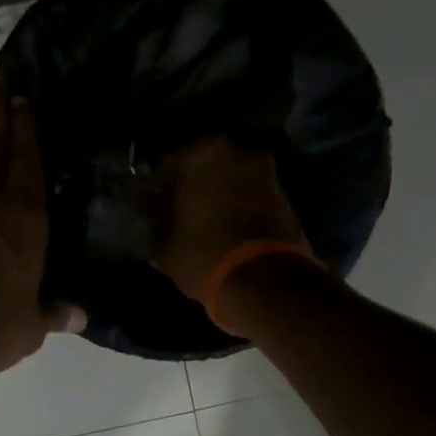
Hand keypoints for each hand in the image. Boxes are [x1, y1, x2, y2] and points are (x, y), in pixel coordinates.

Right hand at [150, 137, 308, 299]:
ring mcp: (267, 175)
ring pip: (232, 181)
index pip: (170, 163)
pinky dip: (239, 209)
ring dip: (219, 197)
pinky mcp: (286, 200)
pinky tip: (225, 232)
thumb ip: (154, 214)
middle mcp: (240, 153)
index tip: (152, 205)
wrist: (264, 282)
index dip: (159, 186)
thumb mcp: (162, 239)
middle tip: (178, 212)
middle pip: (207, 168)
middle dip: (194, 186)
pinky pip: (251, 199)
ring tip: (203, 225)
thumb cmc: (202, 252)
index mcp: (204, 153)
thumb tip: (149, 204)